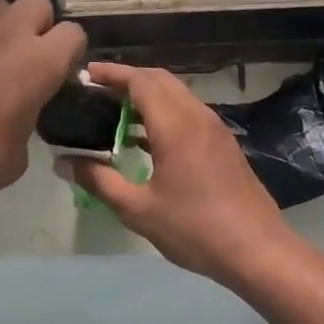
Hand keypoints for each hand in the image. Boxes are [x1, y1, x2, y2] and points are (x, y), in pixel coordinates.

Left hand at [0, 0, 84, 220]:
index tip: (59, 72)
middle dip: (36, 26)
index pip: (73, 33)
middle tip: (23, 61)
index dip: (69, 52)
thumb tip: (16, 111)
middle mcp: (4, 34)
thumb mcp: (17, 153)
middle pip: (35, 3)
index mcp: (37, 63)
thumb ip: (26, 117)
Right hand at [58, 62, 289, 283]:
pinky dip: (164, 113)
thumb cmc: (194, 229)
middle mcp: (198, 117)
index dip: (112, 73)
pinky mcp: (224, 145)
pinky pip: (189, 113)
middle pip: (161, 80)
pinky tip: (146, 140)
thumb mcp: (138, 210)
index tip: (87, 74)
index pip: (141, 81)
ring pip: (178, 96)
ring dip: (148, 96)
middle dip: (129, 79)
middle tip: (98, 90)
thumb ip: (99, 181)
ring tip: (115, 113)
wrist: (258, 250)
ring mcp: (215, 130)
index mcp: (176, 125)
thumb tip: (65, 163)